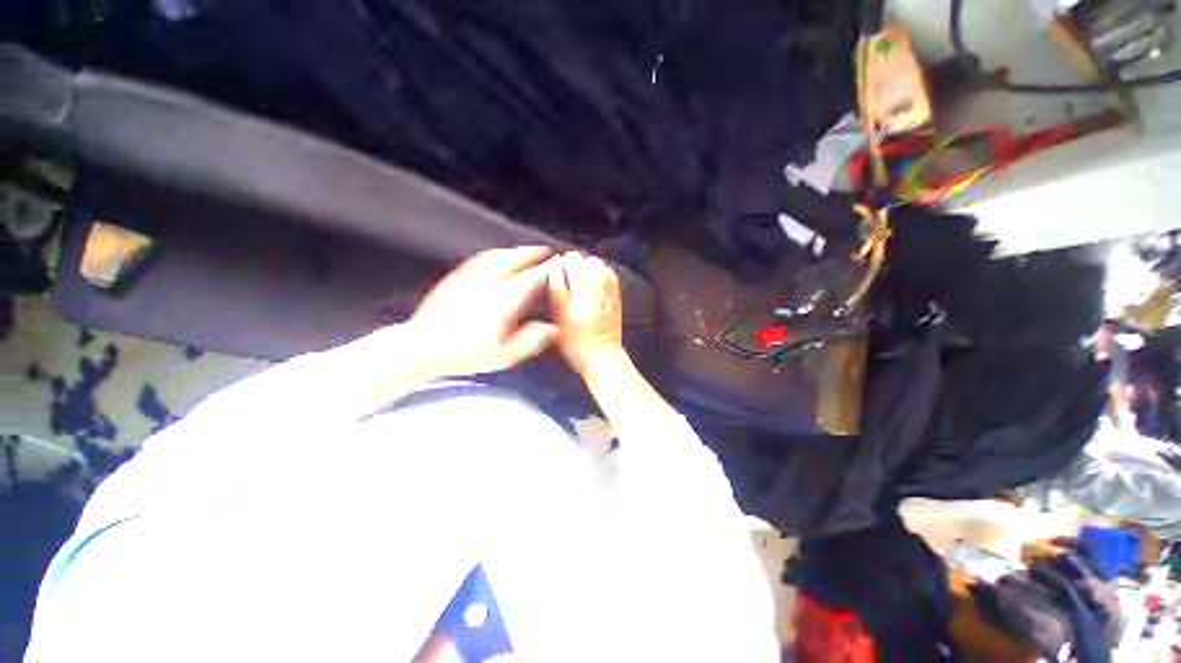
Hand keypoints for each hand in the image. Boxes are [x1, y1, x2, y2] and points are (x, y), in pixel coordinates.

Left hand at [409, 247, 558, 376]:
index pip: (529, 278)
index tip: (558, 263)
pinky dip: (495, 255)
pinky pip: (480, 259)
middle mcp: (487, 283)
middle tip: (545, 251)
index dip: (546, 269)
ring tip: (525, 252)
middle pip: (512, 259)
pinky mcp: (455, 278)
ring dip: (514, 251)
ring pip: (495, 255)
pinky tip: (497, 258)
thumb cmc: (465, 355)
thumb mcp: (503, 356)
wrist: (421, 347)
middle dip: (531, 253)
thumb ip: (530, 340)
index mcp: (502, 301)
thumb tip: (551, 328)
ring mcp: (469, 277)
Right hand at [548, 252, 625, 375]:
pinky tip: (597, 278)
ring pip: (597, 265)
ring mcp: (607, 291)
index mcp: (575, 295)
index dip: (558, 264)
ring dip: (587, 265)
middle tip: (567, 270)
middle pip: (582, 262)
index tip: (555, 267)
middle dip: (573, 261)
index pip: (565, 266)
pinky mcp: (617, 296)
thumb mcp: (558, 321)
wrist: (603, 356)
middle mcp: (592, 289)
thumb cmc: (575, 343)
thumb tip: (554, 269)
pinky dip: (602, 271)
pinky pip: (610, 274)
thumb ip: (556, 293)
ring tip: (582, 273)